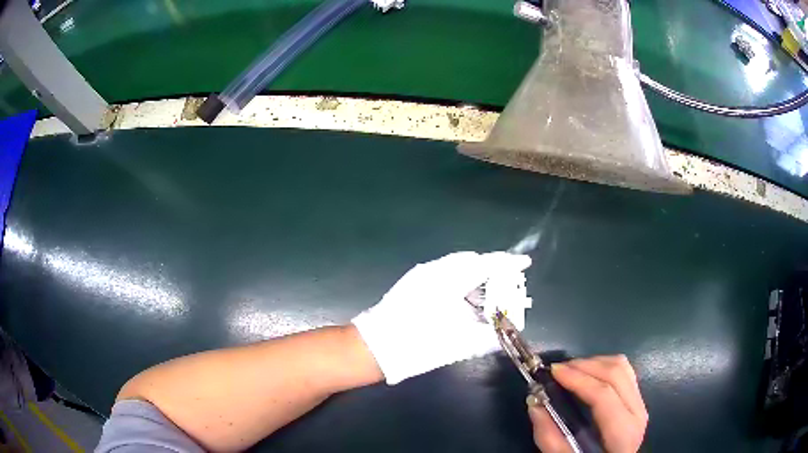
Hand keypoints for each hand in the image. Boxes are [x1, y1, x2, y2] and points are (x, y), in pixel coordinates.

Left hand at [352, 251, 530, 384]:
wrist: (376, 348)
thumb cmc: (418, 345)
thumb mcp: (457, 344)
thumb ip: (486, 337)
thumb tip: (505, 333)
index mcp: (448, 280)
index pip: (485, 264)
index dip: (508, 263)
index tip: (525, 263)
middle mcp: (435, 270)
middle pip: (472, 262)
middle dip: (492, 270)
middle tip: (509, 284)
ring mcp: (421, 275)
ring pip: (458, 268)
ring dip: (476, 278)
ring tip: (491, 294)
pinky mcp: (413, 283)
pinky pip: (445, 274)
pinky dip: (461, 282)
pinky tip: (467, 298)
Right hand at [529, 355, 647, 452]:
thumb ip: (550, 438)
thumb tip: (534, 405)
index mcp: (624, 432)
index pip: (603, 395)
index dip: (578, 379)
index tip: (553, 372)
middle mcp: (637, 412)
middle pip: (616, 373)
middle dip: (584, 365)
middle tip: (557, 369)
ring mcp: (640, 403)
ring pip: (622, 366)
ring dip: (594, 362)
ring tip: (570, 370)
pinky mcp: (636, 398)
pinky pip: (624, 371)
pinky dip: (603, 366)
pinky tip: (586, 374)